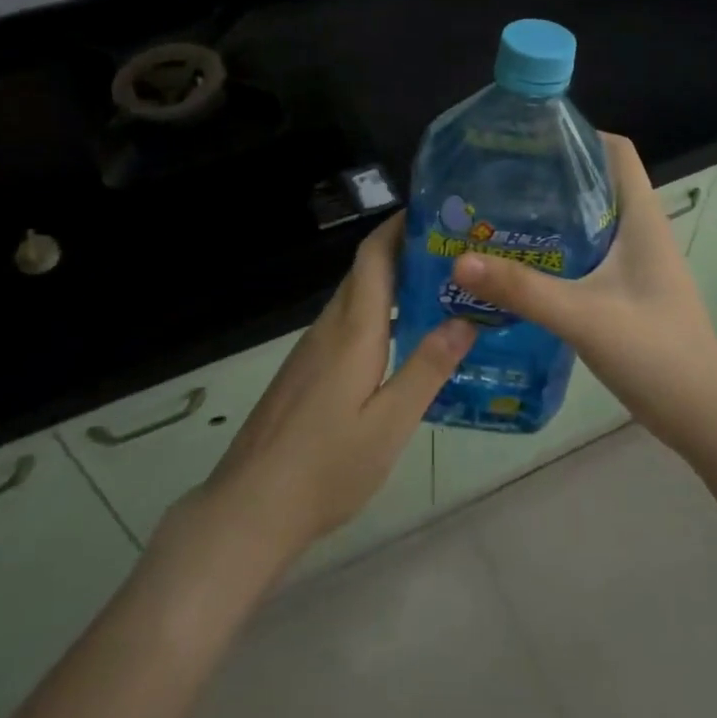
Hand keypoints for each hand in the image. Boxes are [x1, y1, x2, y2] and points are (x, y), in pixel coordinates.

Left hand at [190, 213, 475, 568]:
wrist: (250, 507)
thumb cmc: (326, 467)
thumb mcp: (390, 423)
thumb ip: (427, 368)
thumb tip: (466, 319)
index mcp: (353, 331)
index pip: (373, 257)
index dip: (398, 226)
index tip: (433, 210)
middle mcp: (329, 329)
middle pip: (365, 273)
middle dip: (404, 252)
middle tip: (454, 253)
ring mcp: (311, 351)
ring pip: (356, 300)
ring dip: (392, 285)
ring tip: (439, 291)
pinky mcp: (304, 372)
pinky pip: (346, 325)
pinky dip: (377, 315)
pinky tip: (401, 340)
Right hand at [450, 133, 716, 455]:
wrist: (701, 415)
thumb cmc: (655, 352)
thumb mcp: (583, 316)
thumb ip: (523, 289)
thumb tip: (460, 260)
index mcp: (641, 218)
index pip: (615, 151)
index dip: (577, 135)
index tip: (527, 139)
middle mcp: (639, 232)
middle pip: (594, 183)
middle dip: (548, 175)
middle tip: (495, 179)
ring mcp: (633, 264)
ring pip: (587, 221)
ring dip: (548, 216)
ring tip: (495, 217)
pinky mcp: (623, 292)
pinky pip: (584, 256)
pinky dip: (553, 252)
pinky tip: (518, 268)